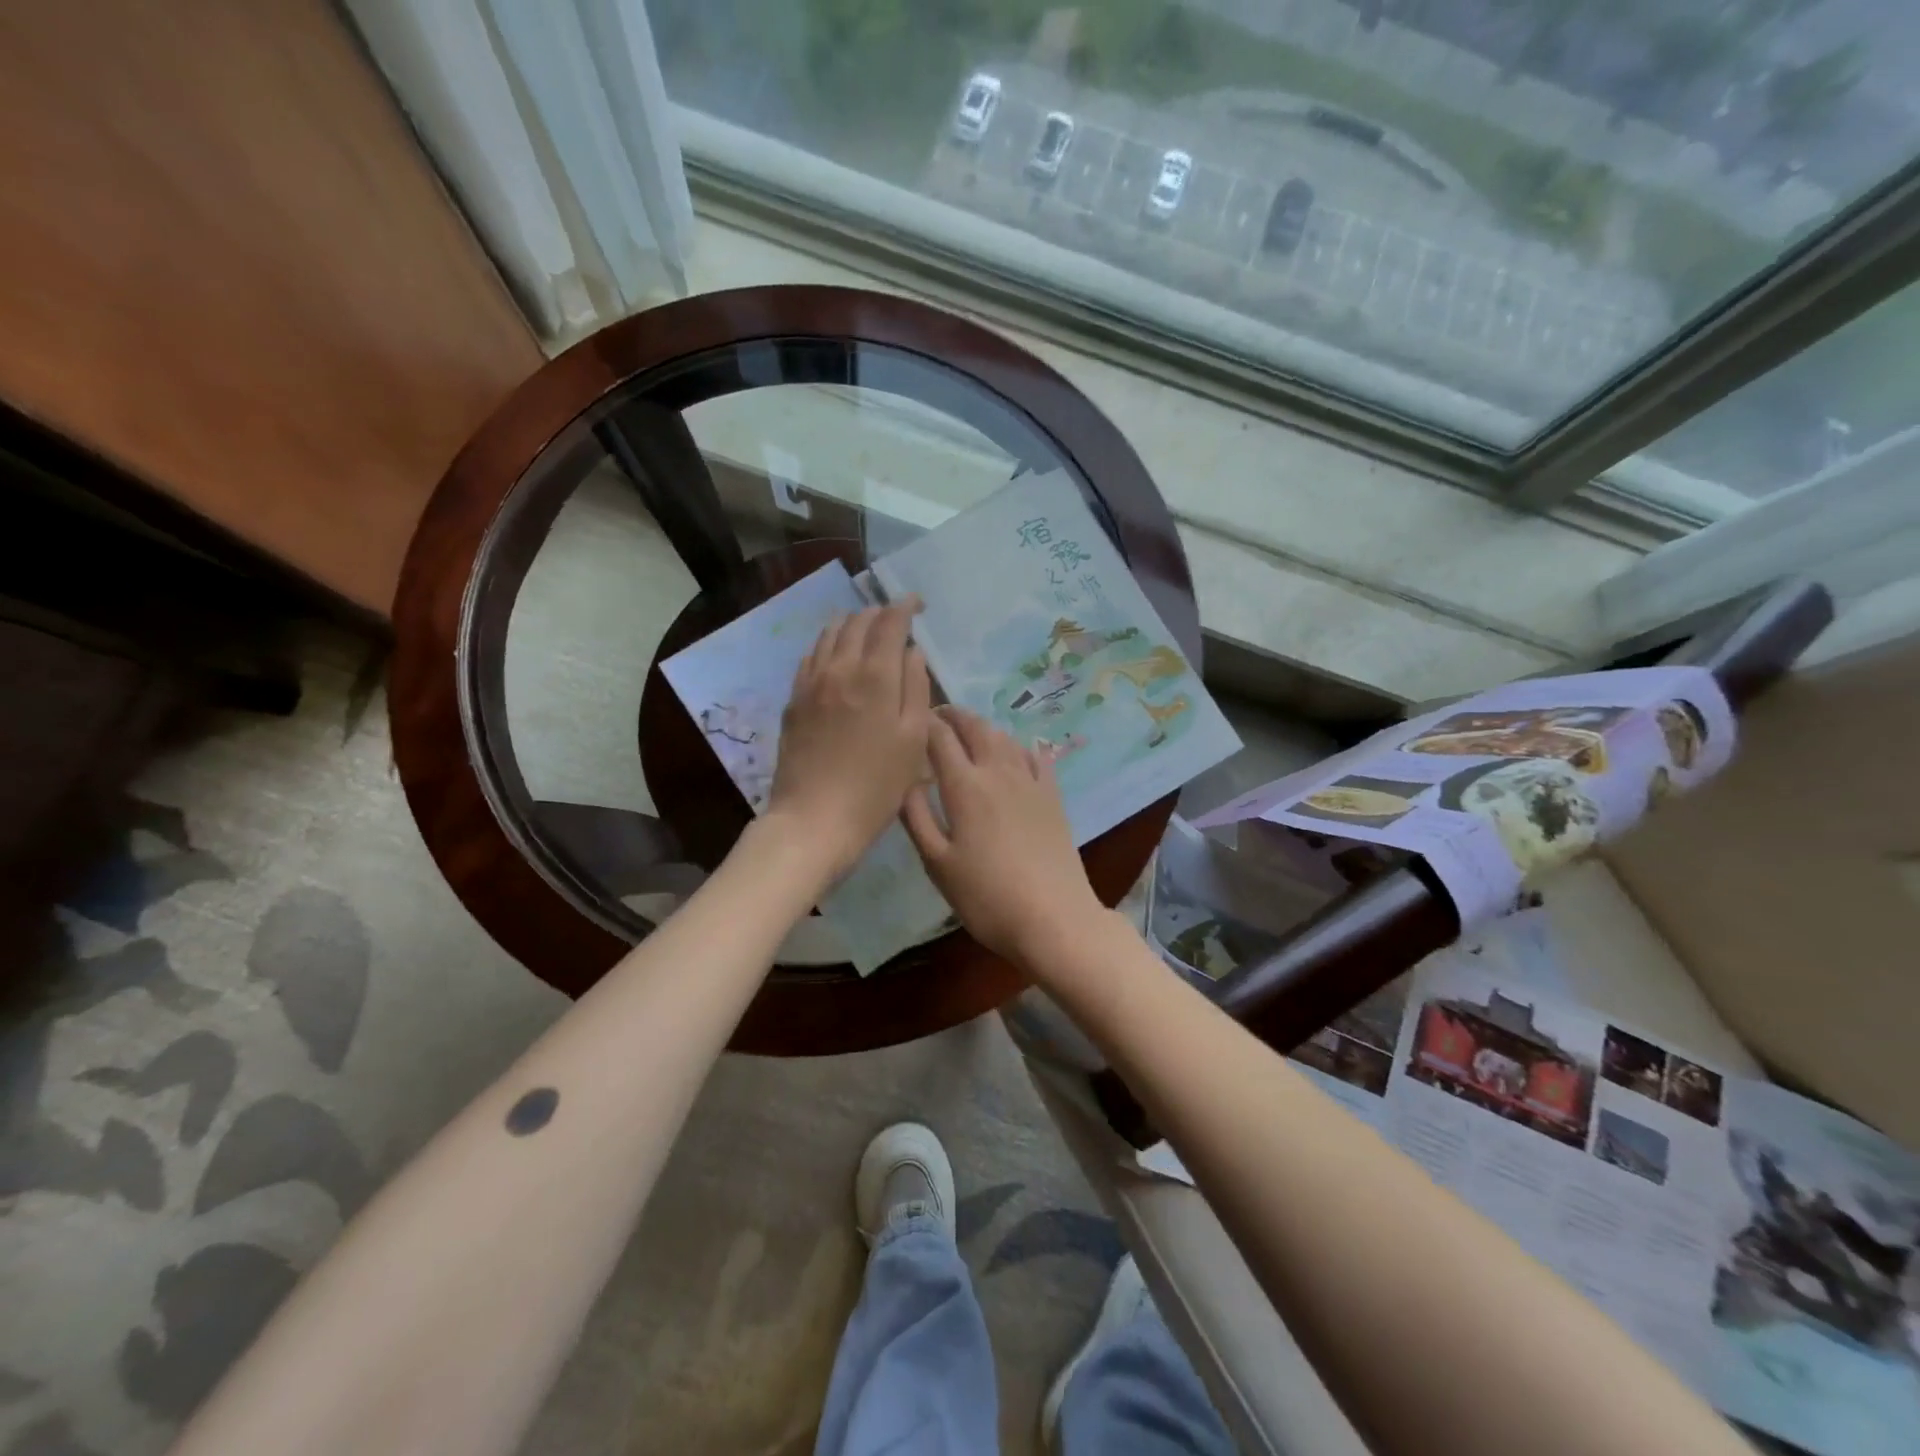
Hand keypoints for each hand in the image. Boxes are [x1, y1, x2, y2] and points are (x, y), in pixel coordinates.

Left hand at [766, 597, 930, 880]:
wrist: (815, 819)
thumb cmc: (876, 787)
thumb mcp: (913, 741)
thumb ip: (915, 689)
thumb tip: (912, 653)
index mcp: (874, 677)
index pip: (889, 623)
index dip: (905, 606)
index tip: (918, 603)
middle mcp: (839, 669)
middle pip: (857, 623)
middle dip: (879, 612)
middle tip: (897, 617)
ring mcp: (811, 683)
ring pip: (829, 634)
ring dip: (851, 623)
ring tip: (867, 628)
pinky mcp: (793, 700)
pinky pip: (811, 656)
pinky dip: (828, 644)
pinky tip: (836, 655)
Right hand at [901, 707, 1106, 967]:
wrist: (1054, 918)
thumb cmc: (986, 897)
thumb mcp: (937, 864)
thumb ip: (916, 817)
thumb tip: (905, 781)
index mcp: (965, 786)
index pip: (940, 738)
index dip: (924, 722)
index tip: (910, 720)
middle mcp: (998, 772)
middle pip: (975, 727)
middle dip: (954, 715)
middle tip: (937, 716)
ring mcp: (1031, 781)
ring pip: (1004, 737)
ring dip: (983, 727)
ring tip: (969, 732)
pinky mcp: (1053, 796)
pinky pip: (1036, 756)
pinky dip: (1019, 745)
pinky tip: (1017, 749)